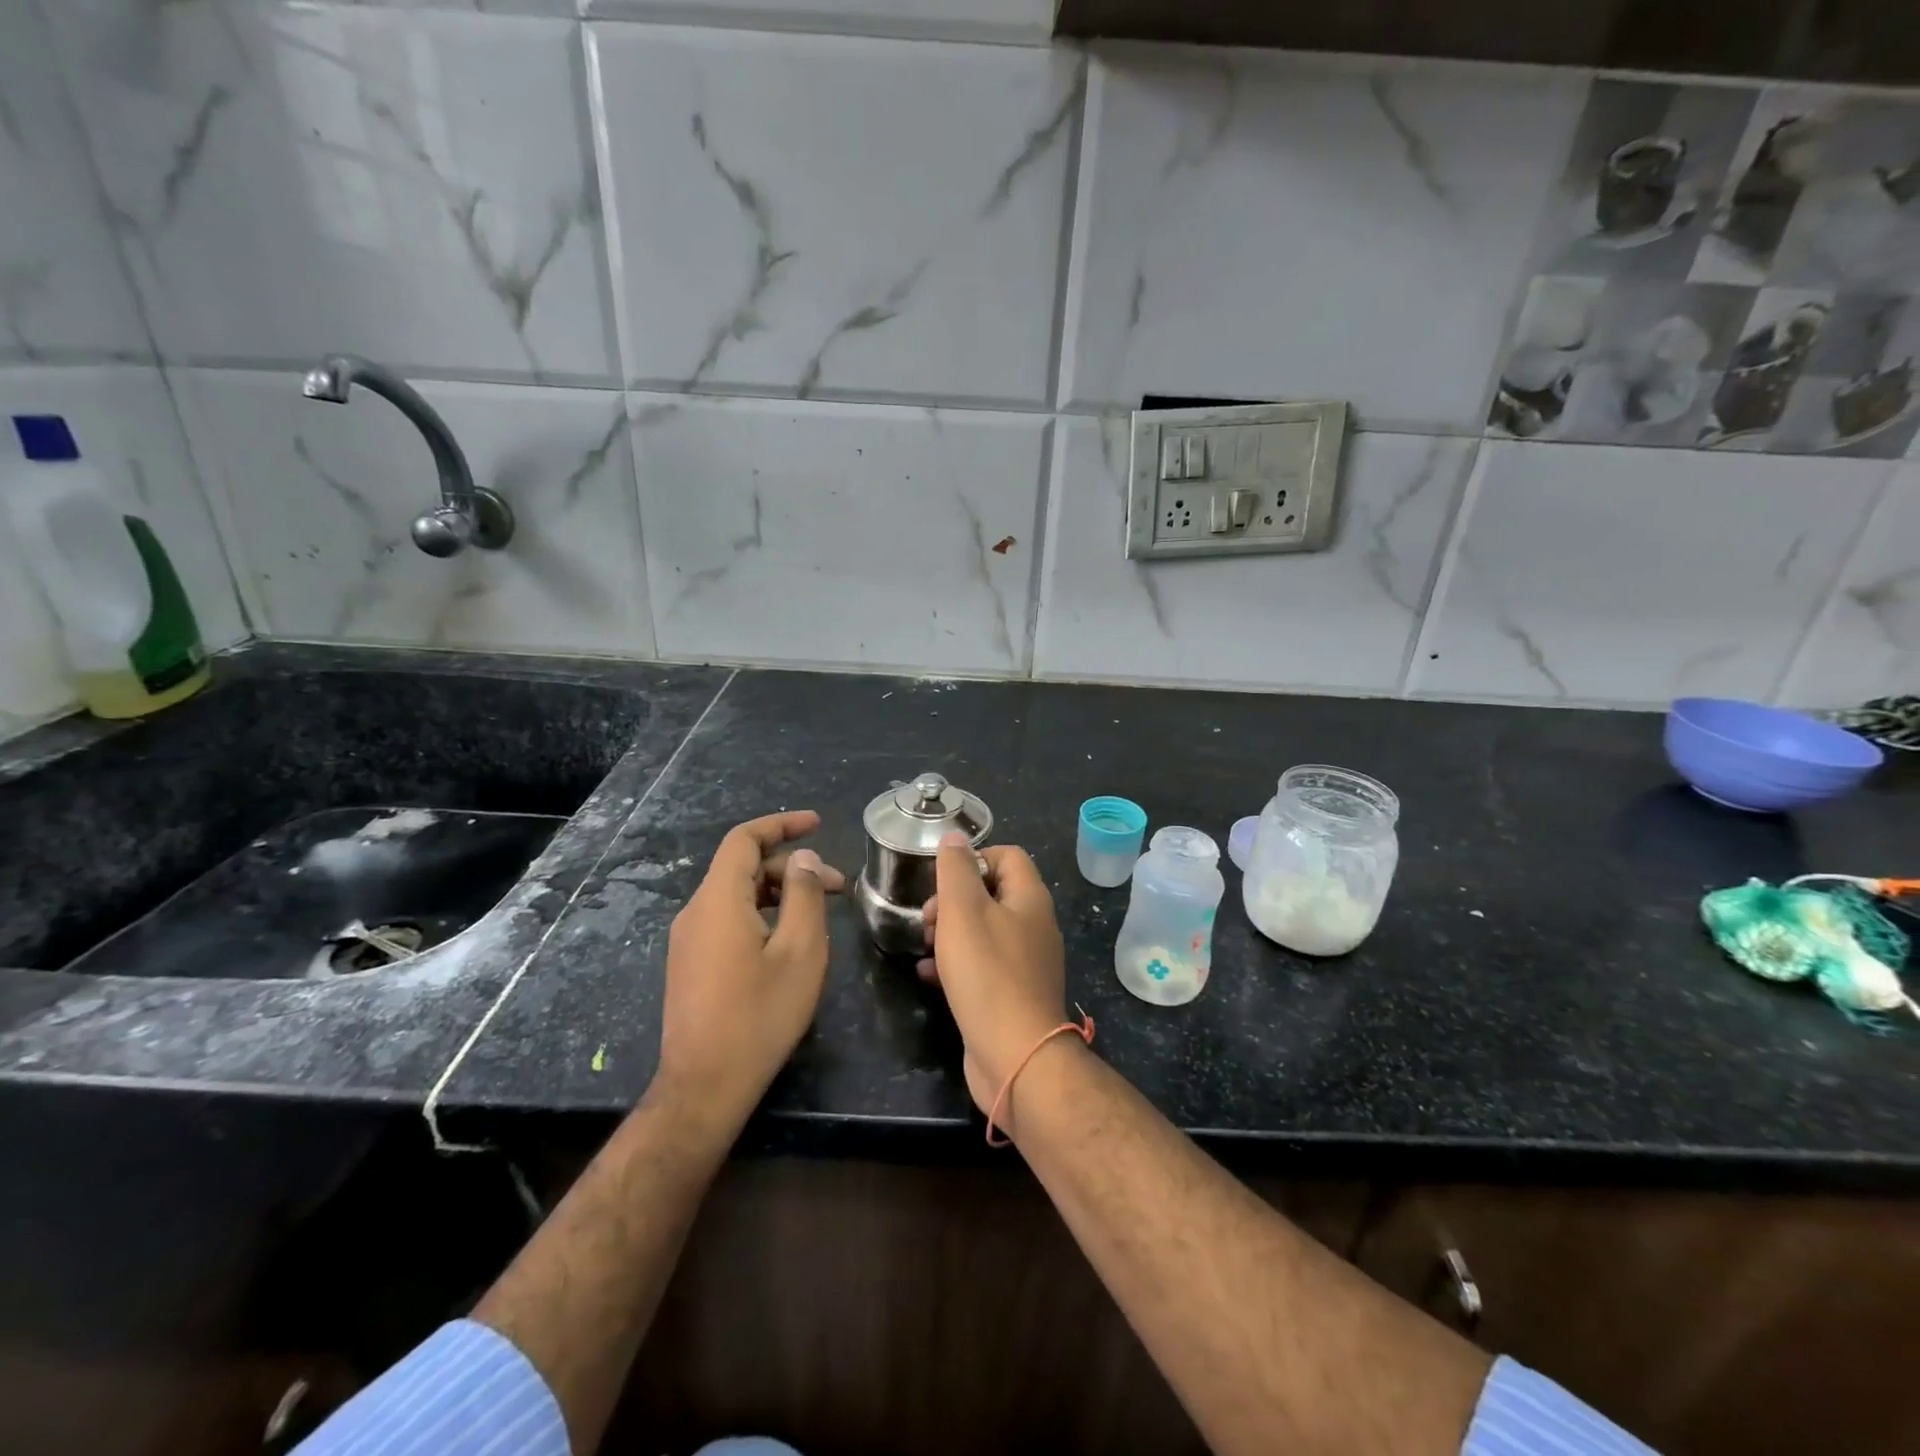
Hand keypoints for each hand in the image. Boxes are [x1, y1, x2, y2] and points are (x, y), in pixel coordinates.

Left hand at [657, 810, 845, 1124]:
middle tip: (838, 887)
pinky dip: (762, 914)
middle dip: (792, 868)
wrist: (704, 1086)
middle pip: (744, 868)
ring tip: (820, 914)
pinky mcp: (690, 963)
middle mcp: (696, 911)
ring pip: (737, 895)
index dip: (782, 825)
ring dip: (780, 893)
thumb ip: (805, 895)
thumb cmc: (760, 1015)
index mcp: (719, 900)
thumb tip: (804, 860)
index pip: (745, 839)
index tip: (817, 823)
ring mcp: (689, 939)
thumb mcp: (800, 951)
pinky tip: (789, 940)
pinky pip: (728, 919)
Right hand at [917, 833, 1068, 1125]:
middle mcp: (1034, 926)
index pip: (1008, 856)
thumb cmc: (987, 974)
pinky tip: (930, 975)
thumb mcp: (963, 911)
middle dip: (954, 899)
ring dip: (951, 932)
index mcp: (1030, 899)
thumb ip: (956, 870)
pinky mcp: (1013, 994)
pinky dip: (956, 964)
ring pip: (984, 931)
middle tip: (928, 917)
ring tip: (925, 944)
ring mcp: (1026, 963)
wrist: (1016, 1056)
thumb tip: (954, 838)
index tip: (943, 879)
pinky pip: (982, 966)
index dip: (974, 858)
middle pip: (993, 893)